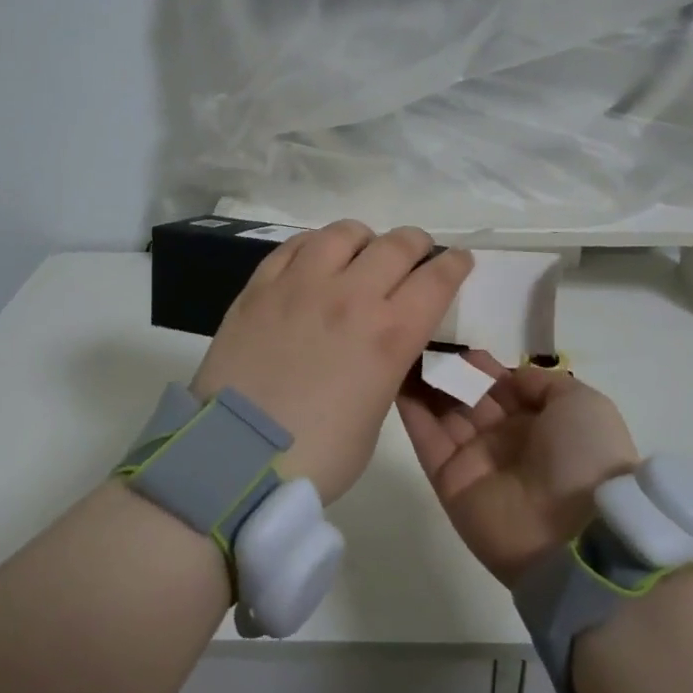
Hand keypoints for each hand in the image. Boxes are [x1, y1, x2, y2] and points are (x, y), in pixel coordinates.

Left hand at [192, 220, 472, 504]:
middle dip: (416, 244)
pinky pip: (295, 245)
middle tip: (416, 254)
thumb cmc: (316, 455)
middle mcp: (351, 297)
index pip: (437, 279)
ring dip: (364, 239)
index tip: (458, 259)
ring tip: (361, 253)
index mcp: (390, 335)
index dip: (454, 264)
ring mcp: (301, 285)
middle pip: (397, 245)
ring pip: (344, 233)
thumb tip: (378, 344)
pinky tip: (315, 258)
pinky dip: (315, 245)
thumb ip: (385, 367)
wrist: (234, 459)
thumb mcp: (374, 415)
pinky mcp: (260, 287)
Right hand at [399, 358, 638, 586]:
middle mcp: (506, 440)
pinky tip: (396, 377)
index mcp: (540, 423)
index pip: (502, 386)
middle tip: (426, 344)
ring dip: (426, 383)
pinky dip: (410, 410)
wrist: (576, 533)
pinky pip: (426, 439)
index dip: (482, 366)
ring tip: (404, 350)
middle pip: (470, 397)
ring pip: (444, 413)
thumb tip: (509, 377)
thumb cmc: (585, 457)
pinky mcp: (448, 481)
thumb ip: (542, 383)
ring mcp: (475, 461)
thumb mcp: (582, 404)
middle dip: (450, 371)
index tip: (459, 345)